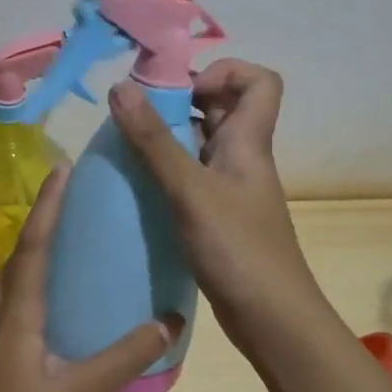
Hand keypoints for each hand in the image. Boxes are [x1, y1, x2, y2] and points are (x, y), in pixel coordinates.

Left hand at [0, 165, 183, 391]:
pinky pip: (14, 299)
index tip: (64, 168)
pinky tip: (59, 297)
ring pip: (15, 277)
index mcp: (16, 312)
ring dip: (40, 248)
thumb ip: (124, 357)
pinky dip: (36, 280)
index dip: (50, 204)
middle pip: (22, 252)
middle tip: (78, 194)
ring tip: (74, 236)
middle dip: (47, 218)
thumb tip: (169, 322)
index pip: (35, 244)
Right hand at [108, 60, 328, 360]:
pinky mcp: (218, 217)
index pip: (261, 81)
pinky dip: (167, 174)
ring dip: (167, 139)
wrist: (271, 319)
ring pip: (201, 145)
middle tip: (136, 116)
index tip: (181, 90)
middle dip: (180, 102)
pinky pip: (192, 178)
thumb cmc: (238, 249)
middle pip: (222, 109)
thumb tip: (120, 87)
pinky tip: (138, 189)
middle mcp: (242, 158)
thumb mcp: (191, 190)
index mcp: (249, 141)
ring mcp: (231, 189)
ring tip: (128, 149)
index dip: (225, 72)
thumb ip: (155, 141)